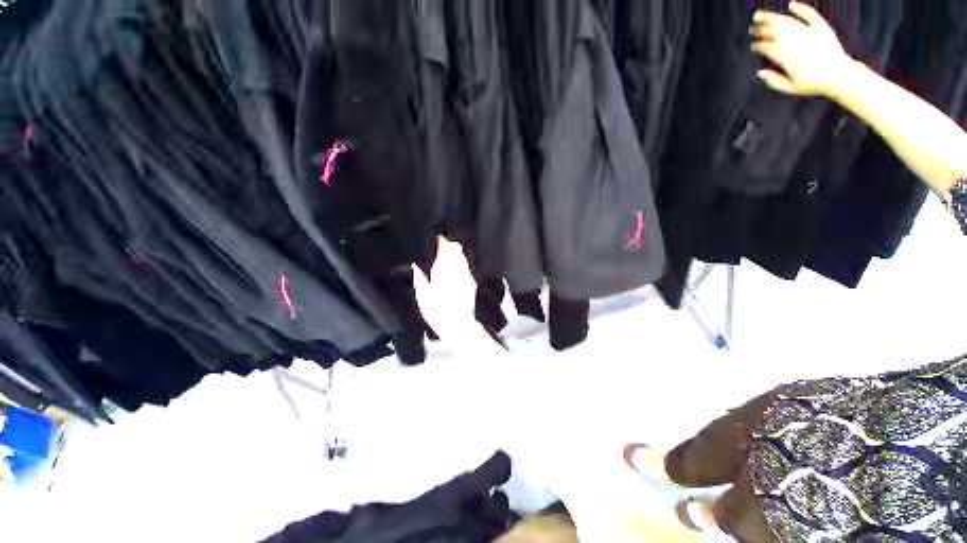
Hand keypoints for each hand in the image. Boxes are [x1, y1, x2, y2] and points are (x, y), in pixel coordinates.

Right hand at [412, 237, 478, 338]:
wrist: (459, 326)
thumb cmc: (437, 313)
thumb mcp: (423, 297)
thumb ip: (420, 279)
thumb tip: (416, 266)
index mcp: (444, 271)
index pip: (444, 249)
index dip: (440, 241)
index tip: (436, 238)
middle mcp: (457, 271)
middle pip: (455, 250)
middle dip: (448, 245)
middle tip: (440, 244)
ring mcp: (467, 276)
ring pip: (462, 257)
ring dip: (455, 253)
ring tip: (447, 254)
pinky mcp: (472, 283)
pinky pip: (466, 267)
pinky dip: (460, 264)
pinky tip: (455, 268)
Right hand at [751, 2, 853, 96]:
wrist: (839, 76)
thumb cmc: (815, 84)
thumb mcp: (790, 88)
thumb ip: (774, 81)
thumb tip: (760, 73)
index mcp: (786, 57)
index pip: (767, 47)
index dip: (758, 46)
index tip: (754, 45)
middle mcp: (795, 42)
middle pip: (775, 32)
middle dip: (762, 29)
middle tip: (753, 26)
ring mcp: (809, 33)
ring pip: (787, 21)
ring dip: (773, 17)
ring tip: (761, 14)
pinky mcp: (821, 29)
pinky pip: (810, 15)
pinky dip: (801, 8)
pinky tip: (792, 5)